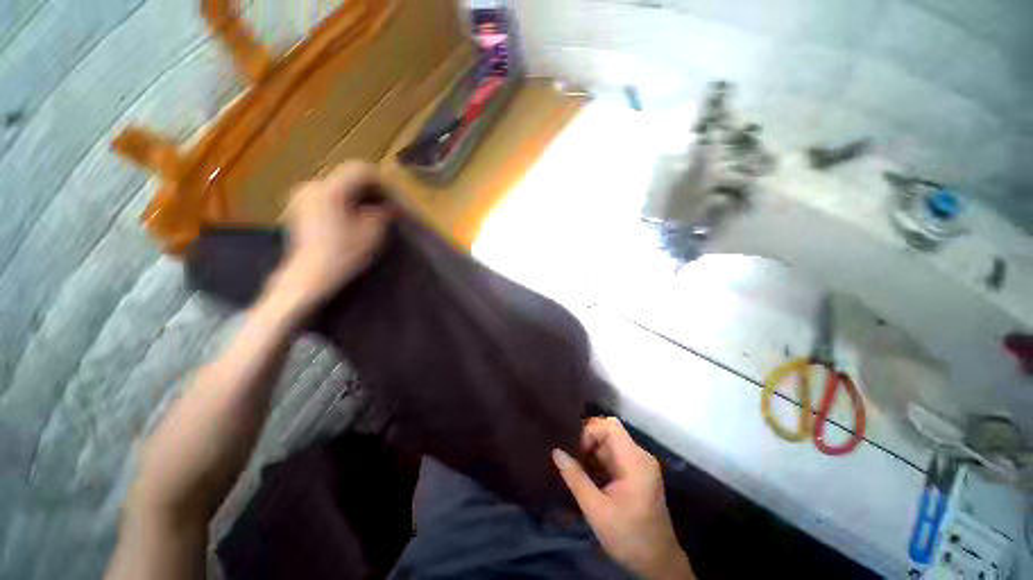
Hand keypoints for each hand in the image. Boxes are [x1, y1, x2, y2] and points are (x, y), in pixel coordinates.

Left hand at [265, 161, 391, 314]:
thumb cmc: (344, 254)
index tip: (392, 197)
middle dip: (369, 190)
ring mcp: (302, 195)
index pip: (360, 170)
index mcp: (330, 189)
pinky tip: (351, 218)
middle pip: (347, 177)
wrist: (310, 275)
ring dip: (356, 196)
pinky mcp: (299, 206)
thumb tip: (389, 205)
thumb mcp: (372, 232)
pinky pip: (326, 195)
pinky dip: (342, 201)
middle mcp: (313, 185)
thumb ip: (383, 212)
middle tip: (384, 207)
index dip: (380, 181)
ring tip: (369, 214)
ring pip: (337, 186)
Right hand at [553, 417, 694, 579]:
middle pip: (610, 431)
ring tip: (575, 465)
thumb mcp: (596, 510)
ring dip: (591, 451)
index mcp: (635, 461)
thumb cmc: (629, 538)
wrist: (658, 564)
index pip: (610, 426)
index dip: (589, 431)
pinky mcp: (637, 472)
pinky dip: (598, 460)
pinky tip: (586, 473)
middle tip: (570, 456)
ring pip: (610, 443)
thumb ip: (575, 478)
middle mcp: (639, 456)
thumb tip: (556, 452)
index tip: (575, 450)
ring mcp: (639, 464)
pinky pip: (614, 455)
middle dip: (588, 440)